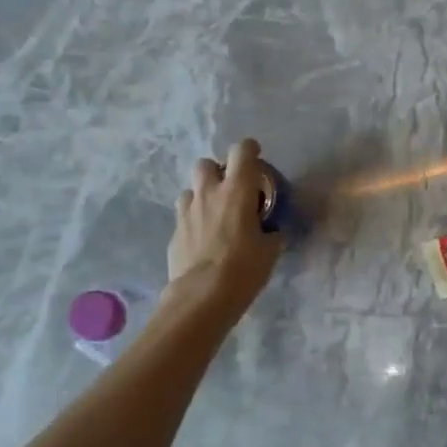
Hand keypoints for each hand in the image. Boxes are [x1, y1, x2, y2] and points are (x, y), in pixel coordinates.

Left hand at [166, 139, 281, 316]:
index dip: (249, 150)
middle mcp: (209, 193)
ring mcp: (186, 212)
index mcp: (237, 190)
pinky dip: (193, 221)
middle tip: (230, 190)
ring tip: (213, 215)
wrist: (202, 296)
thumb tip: (271, 232)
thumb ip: (271, 233)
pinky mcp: (174, 232)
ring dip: (201, 196)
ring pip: (190, 189)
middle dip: (217, 172)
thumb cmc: (244, 268)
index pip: (241, 151)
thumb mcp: (270, 250)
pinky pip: (183, 216)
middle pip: (206, 164)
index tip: (256, 159)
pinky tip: (202, 240)